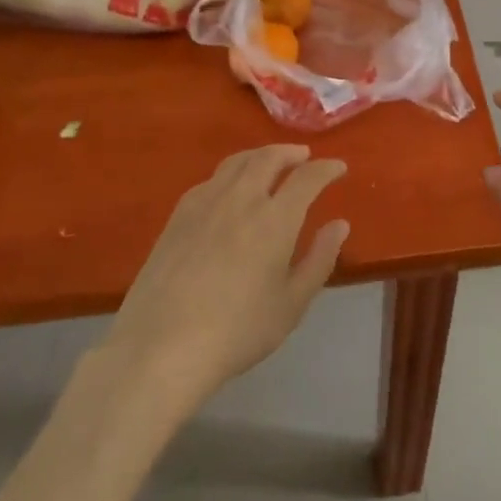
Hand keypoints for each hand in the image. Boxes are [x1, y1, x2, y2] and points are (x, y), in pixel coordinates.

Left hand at [105, 146, 349, 407]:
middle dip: (291, 152)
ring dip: (260, 155)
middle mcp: (241, 198)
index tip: (339, 167)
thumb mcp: (292, 304)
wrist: (161, 347)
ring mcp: (205, 203)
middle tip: (304, 157)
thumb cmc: (237, 331)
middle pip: (268, 158)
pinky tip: (230, 189)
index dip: (327, 168)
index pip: (308, 178)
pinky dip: (231, 173)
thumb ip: (319, 259)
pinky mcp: (178, 216)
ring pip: (237, 162)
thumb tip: (340, 224)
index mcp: (275, 219)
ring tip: (270, 163)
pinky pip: (211, 180)